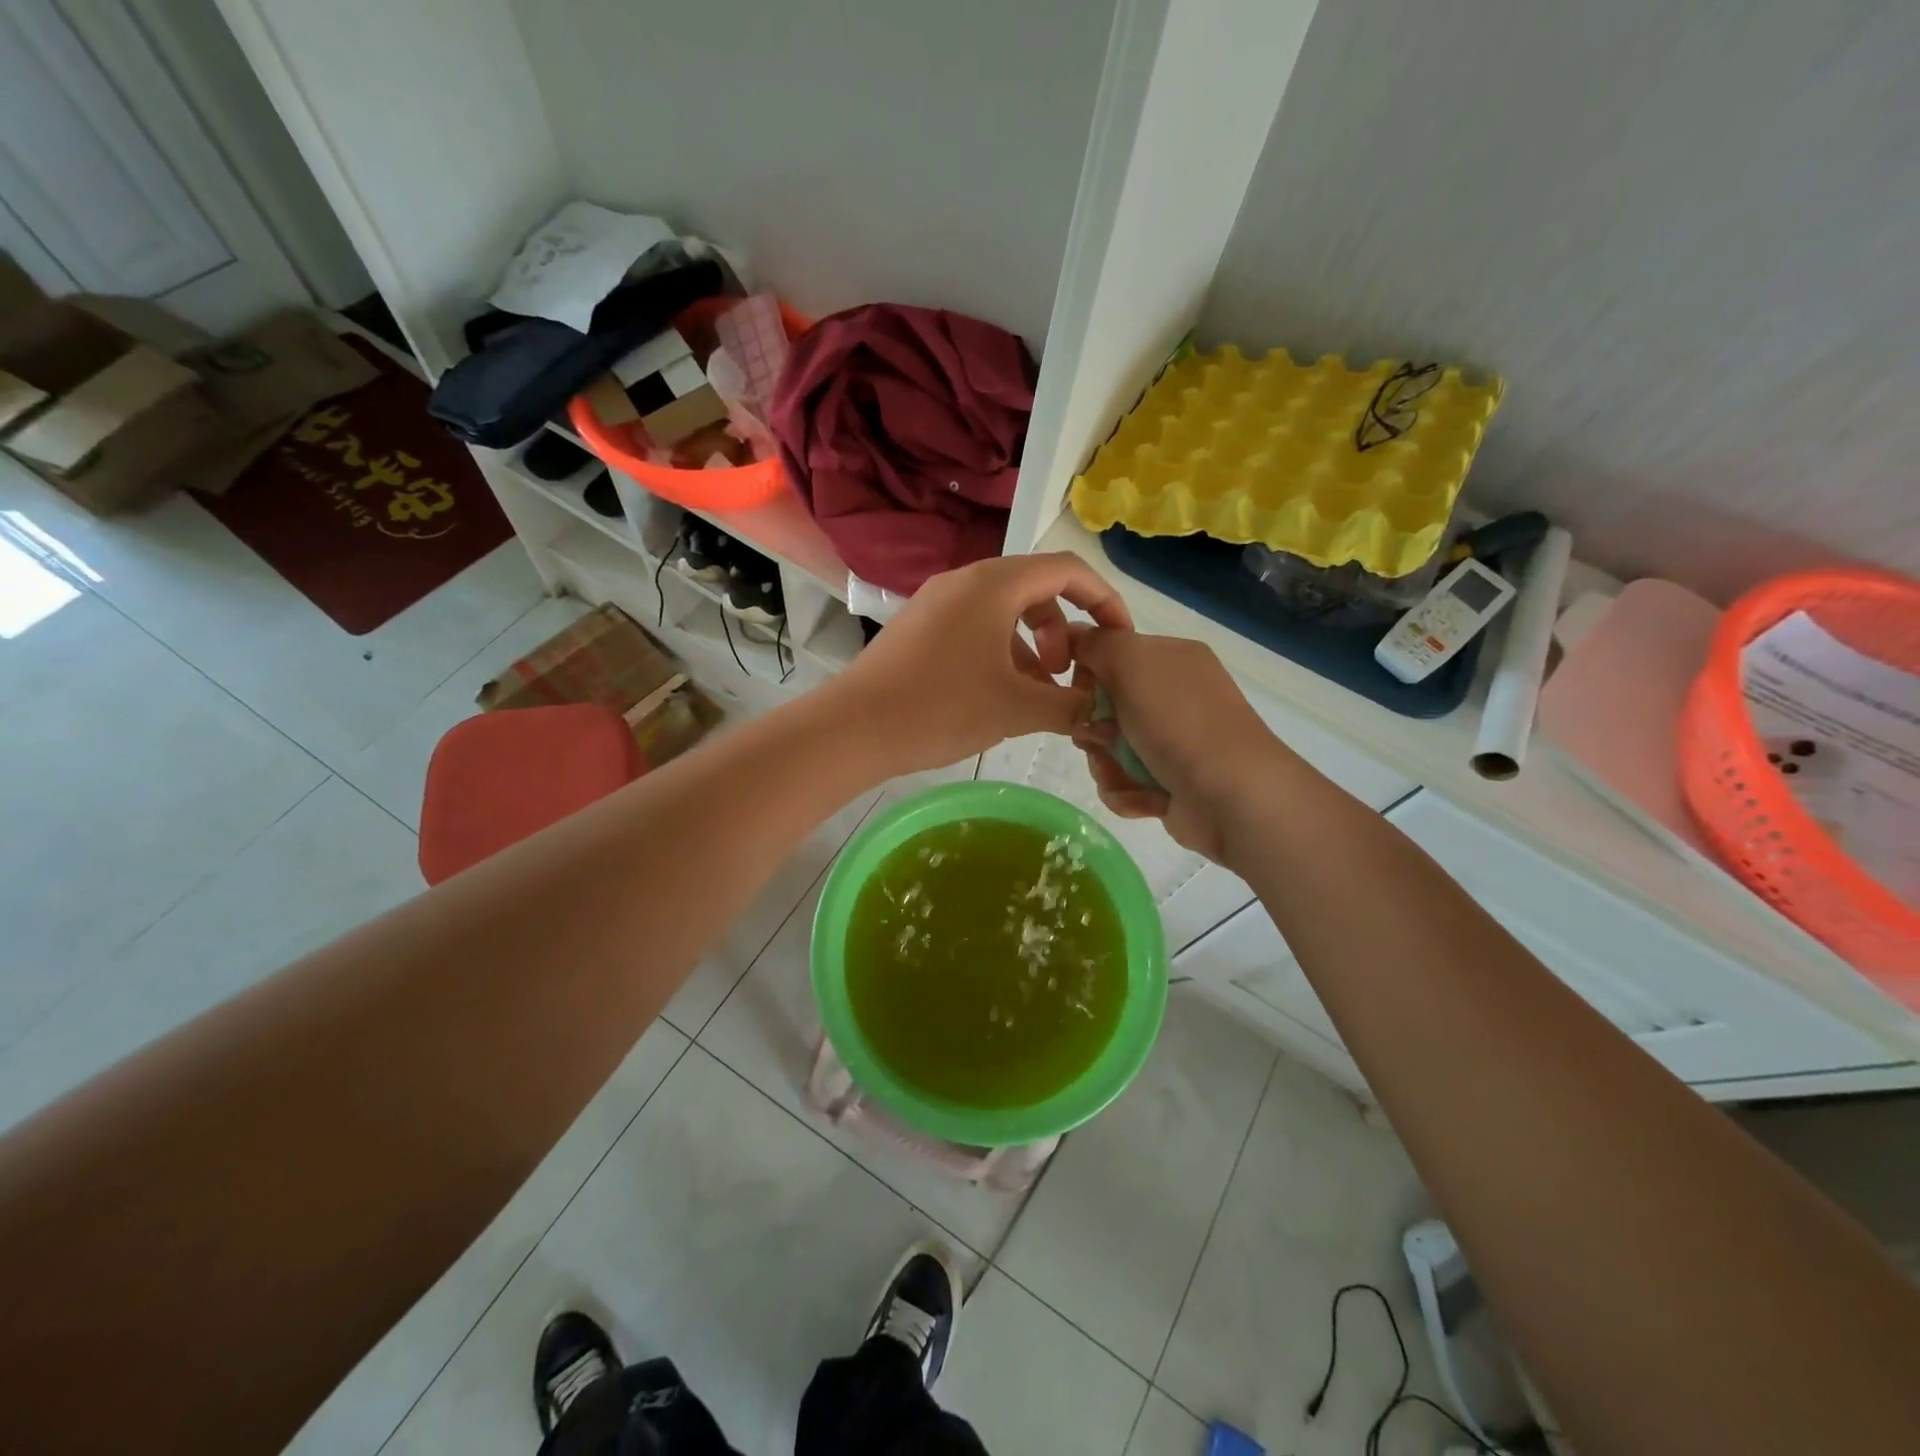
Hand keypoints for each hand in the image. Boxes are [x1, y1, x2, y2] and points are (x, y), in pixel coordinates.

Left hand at [836, 552, 1131, 772]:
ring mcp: (937, 602)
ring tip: (1034, 693)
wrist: (854, 728)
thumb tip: (1101, 712)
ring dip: (1030, 645)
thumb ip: (1069, 706)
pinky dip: (999, 651)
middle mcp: (965, 580)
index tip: (1119, 639)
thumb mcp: (1016, 709)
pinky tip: (996, 695)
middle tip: (1066, 675)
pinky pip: (974, 626)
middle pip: (1035, 589)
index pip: (1067, 570)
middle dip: (1062, 630)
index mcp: (995, 584)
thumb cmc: (942, 708)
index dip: (1103, 600)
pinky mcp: (918, 626)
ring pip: (1003, 611)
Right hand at [1069, 628, 1297, 863]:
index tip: (1078, 692)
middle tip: (1103, 739)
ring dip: (1107, 766)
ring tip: (1127, 775)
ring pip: (1108, 749)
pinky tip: (1147, 798)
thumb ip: (1096, 643)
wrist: (1231, 797)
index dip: (1087, 673)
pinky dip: (1127, 792)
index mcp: (1170, 659)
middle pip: (1103, 707)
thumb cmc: (1179, 722)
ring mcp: (1172, 741)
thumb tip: (1072, 635)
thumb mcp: (1132, 663)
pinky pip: (1123, 782)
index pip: (1111, 654)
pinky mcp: (1169, 782)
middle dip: (1094, 728)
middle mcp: (1173, 697)